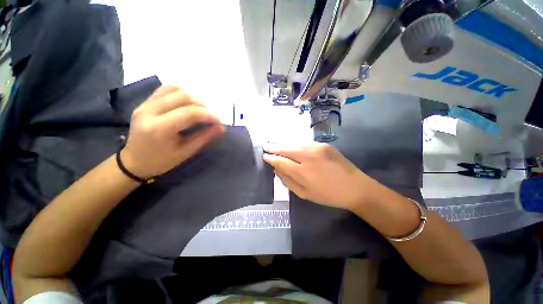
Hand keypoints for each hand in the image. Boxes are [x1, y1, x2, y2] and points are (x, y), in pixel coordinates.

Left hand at [120, 86, 224, 177]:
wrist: (134, 161)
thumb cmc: (162, 161)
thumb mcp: (186, 151)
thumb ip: (205, 137)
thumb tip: (222, 127)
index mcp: (159, 128)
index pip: (190, 113)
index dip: (209, 115)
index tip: (220, 121)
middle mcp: (150, 111)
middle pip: (183, 97)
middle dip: (204, 105)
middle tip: (213, 116)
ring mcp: (145, 104)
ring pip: (175, 89)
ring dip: (194, 97)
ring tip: (203, 109)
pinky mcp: (145, 102)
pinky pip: (165, 89)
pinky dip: (181, 93)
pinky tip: (189, 102)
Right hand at [263, 143, 374, 209]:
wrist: (355, 187)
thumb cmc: (328, 195)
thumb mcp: (305, 194)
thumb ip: (287, 181)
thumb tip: (276, 169)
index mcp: (303, 172)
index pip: (280, 161)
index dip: (271, 158)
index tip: (264, 156)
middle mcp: (308, 156)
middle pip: (285, 149)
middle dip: (274, 148)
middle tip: (266, 147)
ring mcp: (317, 147)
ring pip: (294, 144)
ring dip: (284, 145)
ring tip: (275, 145)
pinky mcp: (324, 144)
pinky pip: (304, 143)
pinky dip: (295, 145)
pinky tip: (291, 147)